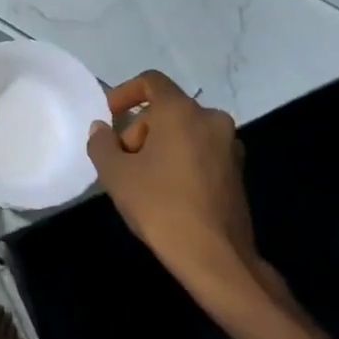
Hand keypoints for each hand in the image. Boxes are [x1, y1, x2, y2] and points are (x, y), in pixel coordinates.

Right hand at [86, 71, 265, 298]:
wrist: (216, 257)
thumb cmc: (161, 206)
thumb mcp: (116, 175)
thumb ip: (102, 144)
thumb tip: (101, 129)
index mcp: (181, 111)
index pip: (151, 81)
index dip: (125, 93)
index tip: (110, 116)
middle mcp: (210, 119)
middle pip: (166, 110)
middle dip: (140, 129)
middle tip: (122, 161)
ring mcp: (229, 146)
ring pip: (185, 131)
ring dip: (160, 146)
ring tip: (141, 180)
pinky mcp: (237, 172)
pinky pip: (201, 151)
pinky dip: (180, 160)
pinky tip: (167, 192)